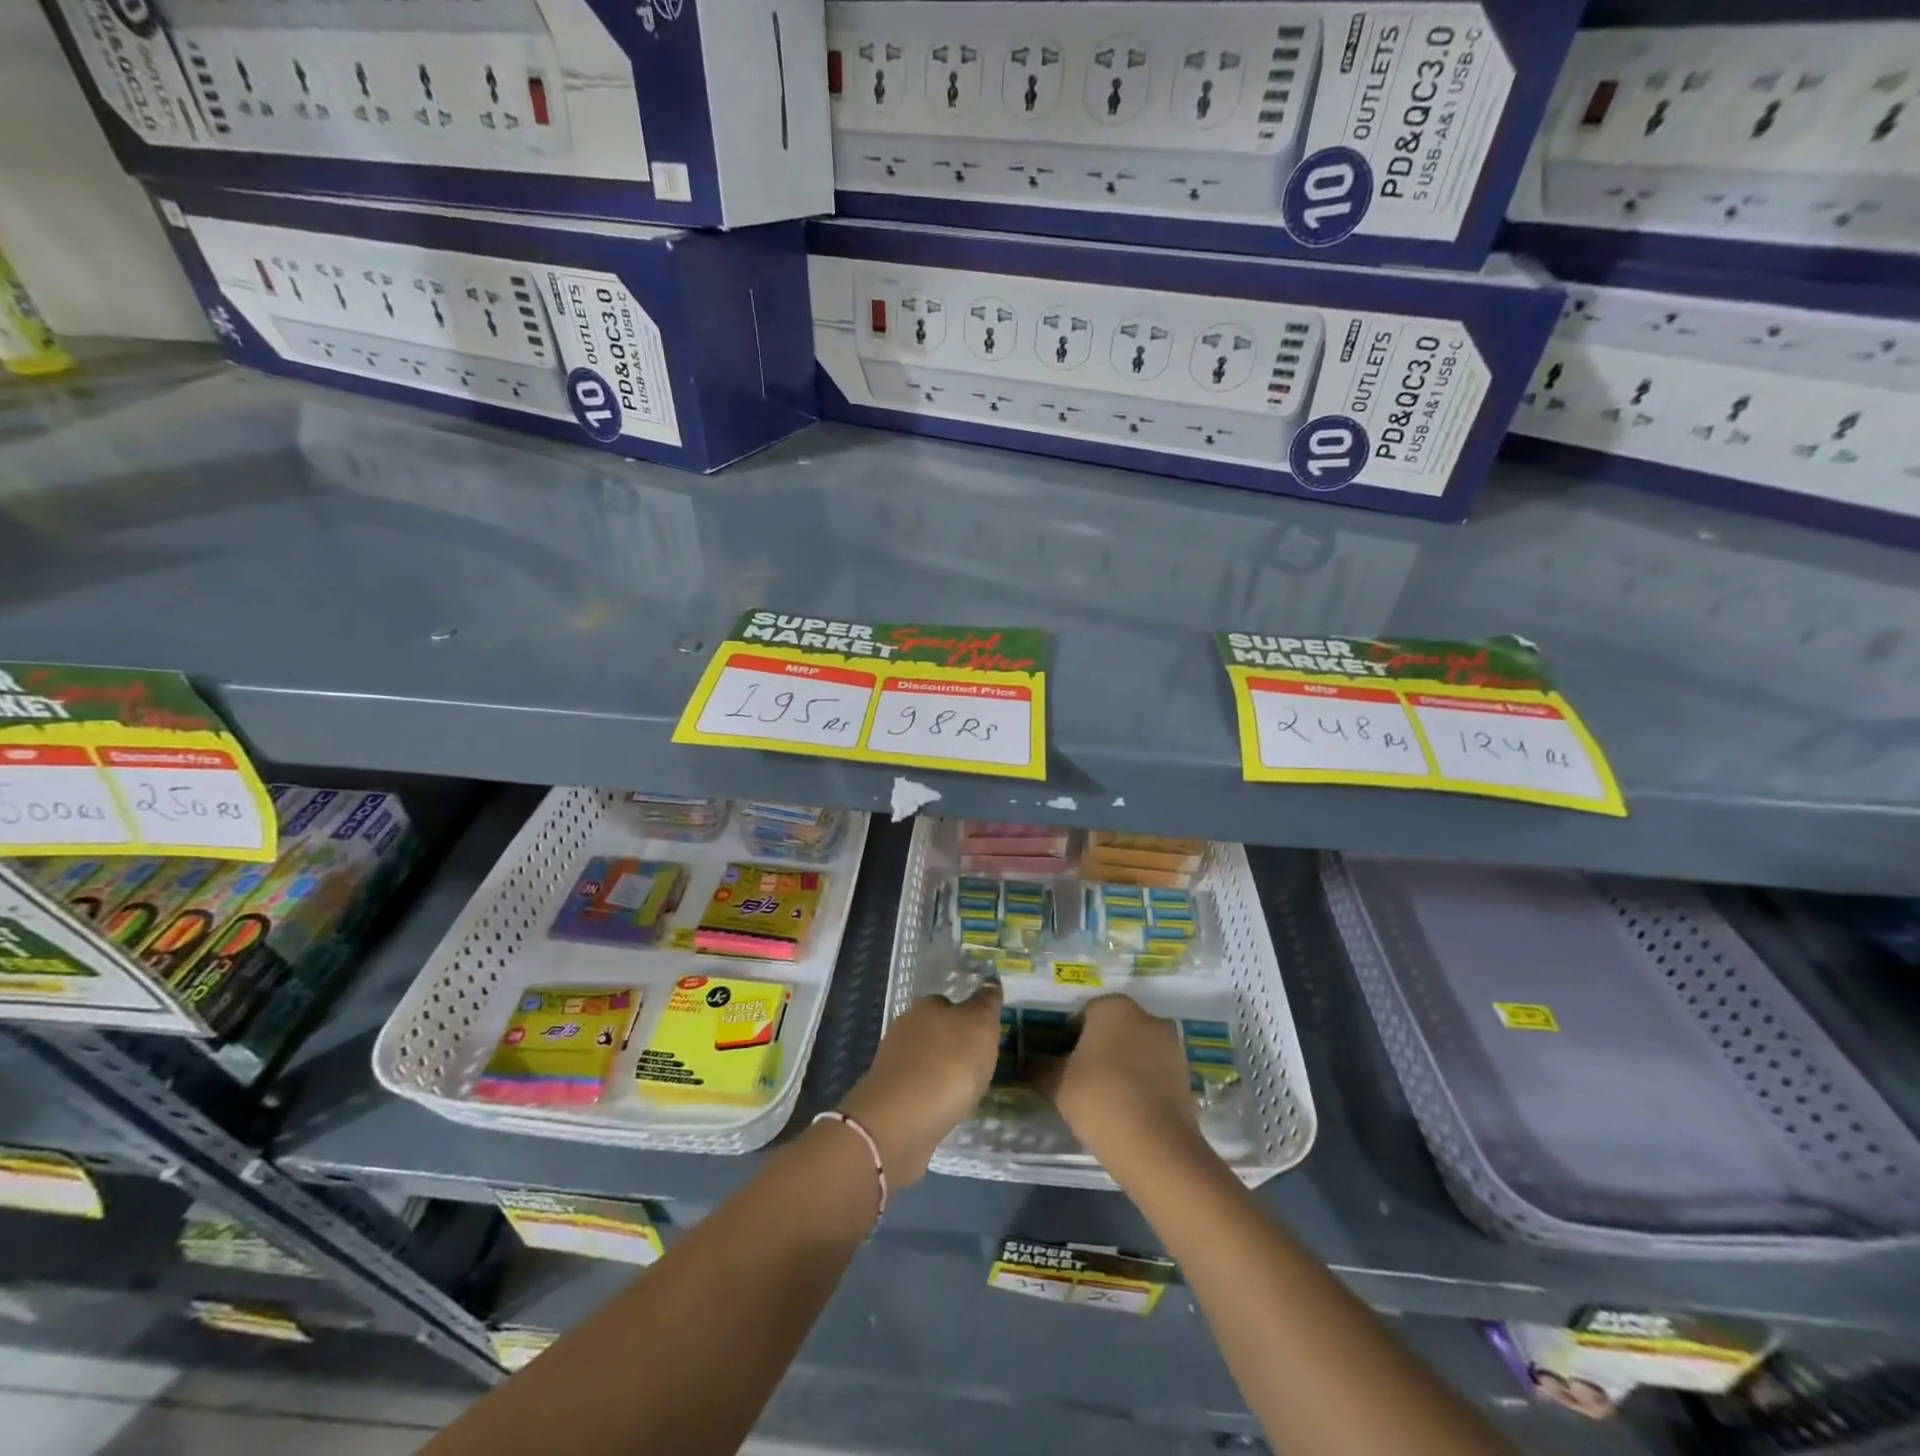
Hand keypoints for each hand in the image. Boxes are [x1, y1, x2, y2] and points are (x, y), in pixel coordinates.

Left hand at [837, 980, 1003, 1188]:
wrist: (901, 1120)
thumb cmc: (948, 1064)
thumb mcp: (980, 1025)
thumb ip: (986, 1003)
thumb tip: (990, 981)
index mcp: (926, 1006)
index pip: (949, 1003)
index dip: (967, 1018)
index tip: (983, 1038)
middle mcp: (905, 1028)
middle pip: (935, 1031)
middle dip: (953, 1046)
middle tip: (978, 1066)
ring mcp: (893, 1062)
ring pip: (925, 1061)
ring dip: (941, 1072)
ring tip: (964, 1092)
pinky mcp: (889, 1096)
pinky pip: (918, 1089)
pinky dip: (931, 1096)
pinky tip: (944, 1109)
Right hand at [1036, 995, 1200, 1166]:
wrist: (1158, 1147)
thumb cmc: (1100, 1099)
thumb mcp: (1057, 1084)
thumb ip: (1040, 1067)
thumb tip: (1028, 1061)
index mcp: (1113, 1007)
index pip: (1083, 1015)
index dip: (1068, 1040)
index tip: (1061, 1066)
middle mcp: (1146, 1016)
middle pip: (1112, 1029)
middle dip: (1097, 1050)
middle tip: (1080, 1082)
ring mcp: (1171, 1044)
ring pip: (1134, 1050)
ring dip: (1121, 1066)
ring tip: (1106, 1100)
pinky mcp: (1186, 1073)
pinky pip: (1153, 1071)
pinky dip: (1141, 1083)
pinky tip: (1129, 1110)